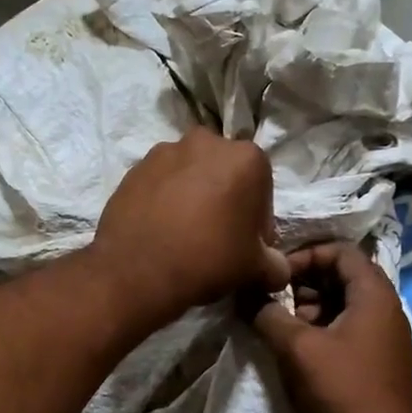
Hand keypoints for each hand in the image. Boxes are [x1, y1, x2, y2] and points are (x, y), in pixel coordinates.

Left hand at [93, 128, 291, 326]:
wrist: (138, 270)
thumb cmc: (209, 259)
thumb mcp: (256, 269)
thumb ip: (276, 265)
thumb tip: (278, 269)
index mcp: (246, 157)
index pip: (262, 192)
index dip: (257, 223)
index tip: (246, 247)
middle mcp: (206, 142)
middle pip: (225, 175)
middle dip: (226, 201)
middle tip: (217, 238)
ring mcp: (165, 151)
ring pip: (191, 175)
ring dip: (194, 197)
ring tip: (185, 234)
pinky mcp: (134, 167)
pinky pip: (160, 183)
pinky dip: (165, 200)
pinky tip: (161, 230)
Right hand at [250, 243, 411, 412]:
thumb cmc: (339, 389)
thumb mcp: (296, 348)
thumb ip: (268, 313)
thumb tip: (246, 293)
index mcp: (374, 295)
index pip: (340, 251)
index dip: (304, 255)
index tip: (275, 275)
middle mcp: (386, 308)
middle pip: (342, 276)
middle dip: (304, 283)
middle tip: (275, 300)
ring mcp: (385, 336)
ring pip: (344, 303)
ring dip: (311, 307)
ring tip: (282, 326)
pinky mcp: (378, 359)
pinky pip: (350, 327)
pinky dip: (323, 327)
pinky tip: (300, 347)